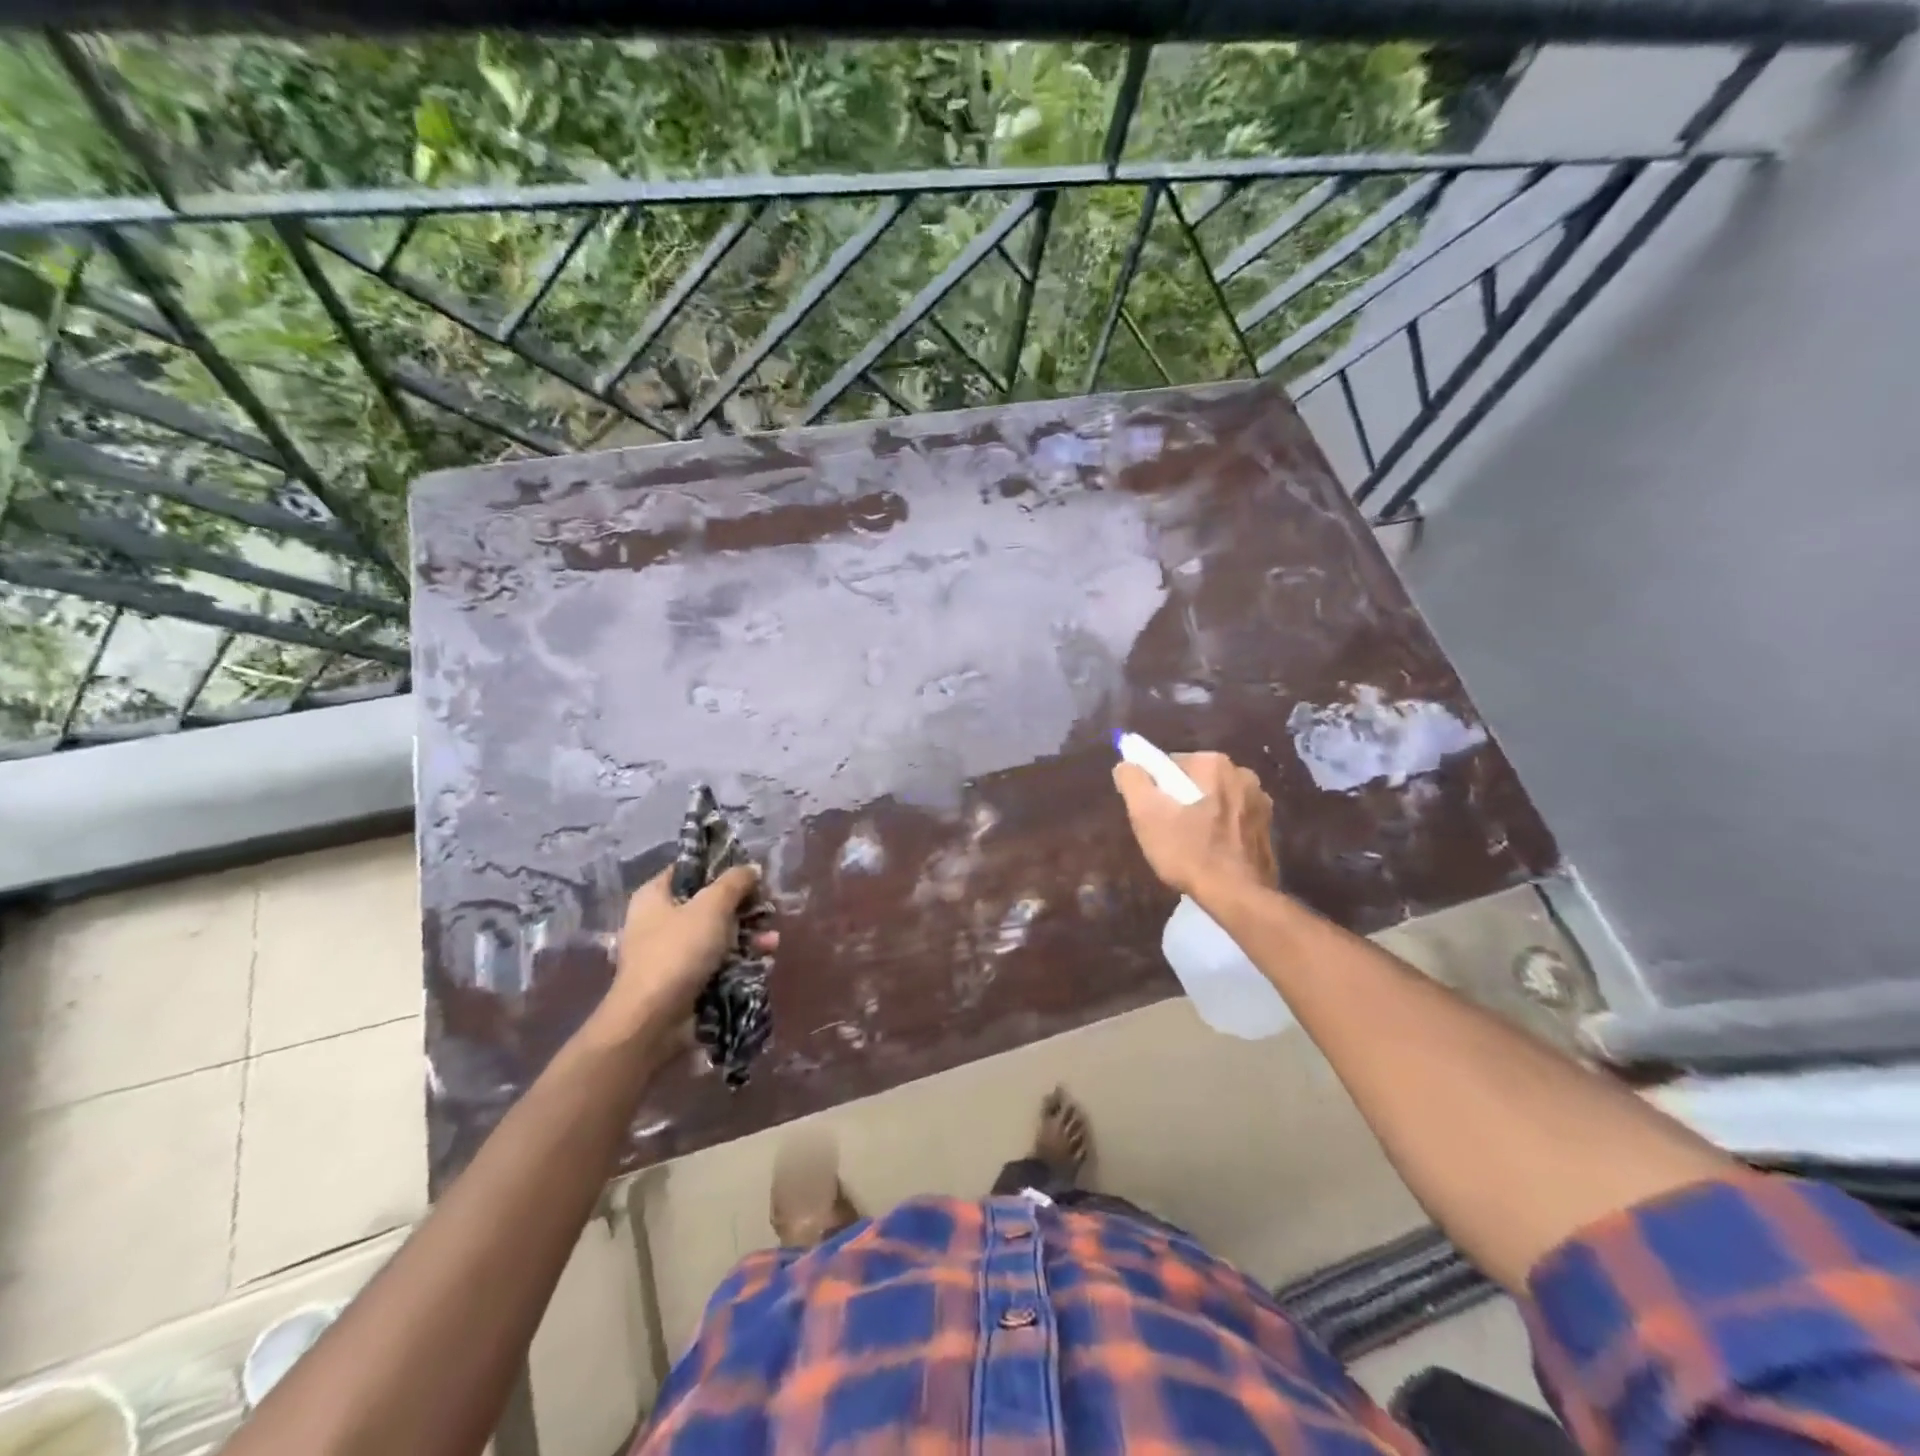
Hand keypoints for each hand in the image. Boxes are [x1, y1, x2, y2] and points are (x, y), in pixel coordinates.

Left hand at [595, 866, 775, 1037]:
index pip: (689, 870)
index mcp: (655, 896)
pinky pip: (719, 961)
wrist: (654, 1021)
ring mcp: (673, 953)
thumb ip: (734, 882)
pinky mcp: (686, 980)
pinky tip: (765, 958)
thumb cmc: (678, 951)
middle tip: (767, 908)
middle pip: (709, 903)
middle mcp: (660, 921)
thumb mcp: (711, 906)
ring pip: (718, 934)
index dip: (720, 868)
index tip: (750, 873)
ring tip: (772, 941)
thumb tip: (751, 868)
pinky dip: (741, 958)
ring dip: (748, 935)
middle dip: (742, 907)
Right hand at [1112, 751, 1277, 900]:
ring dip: (1201, 815)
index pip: (1170, 765)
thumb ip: (1133, 781)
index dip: (1155, 788)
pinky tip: (1211, 854)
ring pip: (1216, 801)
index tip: (1150, 813)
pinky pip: (1233, 820)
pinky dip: (1220, 831)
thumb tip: (1126, 765)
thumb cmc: (1190, 852)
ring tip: (1189, 846)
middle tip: (1166, 831)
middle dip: (1179, 801)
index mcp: (1214, 764)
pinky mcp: (1269, 828)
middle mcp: (1243, 774)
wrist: (1239, 897)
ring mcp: (1261, 802)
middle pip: (1195, 782)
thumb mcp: (1147, 815)